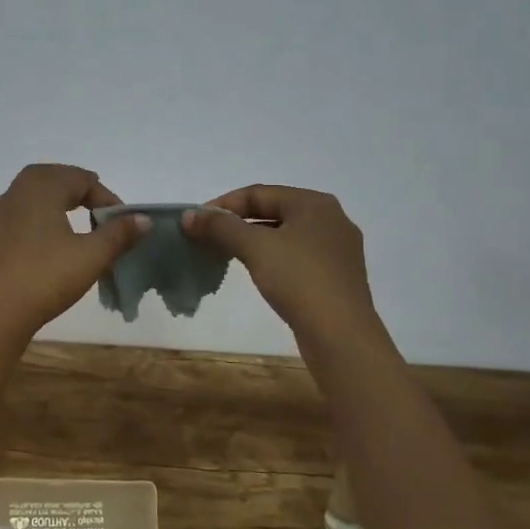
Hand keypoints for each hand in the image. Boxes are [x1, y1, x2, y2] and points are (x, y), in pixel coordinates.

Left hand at [0, 164, 151, 344]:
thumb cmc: (47, 277)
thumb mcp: (92, 256)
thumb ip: (119, 234)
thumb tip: (143, 219)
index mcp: (41, 187)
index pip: (81, 179)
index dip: (106, 197)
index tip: (121, 223)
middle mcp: (17, 191)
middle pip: (55, 177)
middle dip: (81, 190)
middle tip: (101, 212)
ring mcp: (1, 212)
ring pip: (35, 192)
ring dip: (60, 200)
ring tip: (79, 222)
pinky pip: (23, 211)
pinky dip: (42, 214)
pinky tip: (52, 240)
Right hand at [181, 185, 382, 349]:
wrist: (341, 336)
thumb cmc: (299, 280)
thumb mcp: (255, 247)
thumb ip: (220, 227)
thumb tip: (188, 215)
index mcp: (315, 204)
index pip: (259, 193)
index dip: (223, 204)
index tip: (197, 222)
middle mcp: (331, 220)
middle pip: (273, 211)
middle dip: (237, 223)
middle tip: (208, 237)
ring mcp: (337, 250)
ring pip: (284, 235)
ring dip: (253, 241)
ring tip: (226, 254)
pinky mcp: (336, 277)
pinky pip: (296, 257)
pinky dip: (271, 259)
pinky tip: (257, 273)